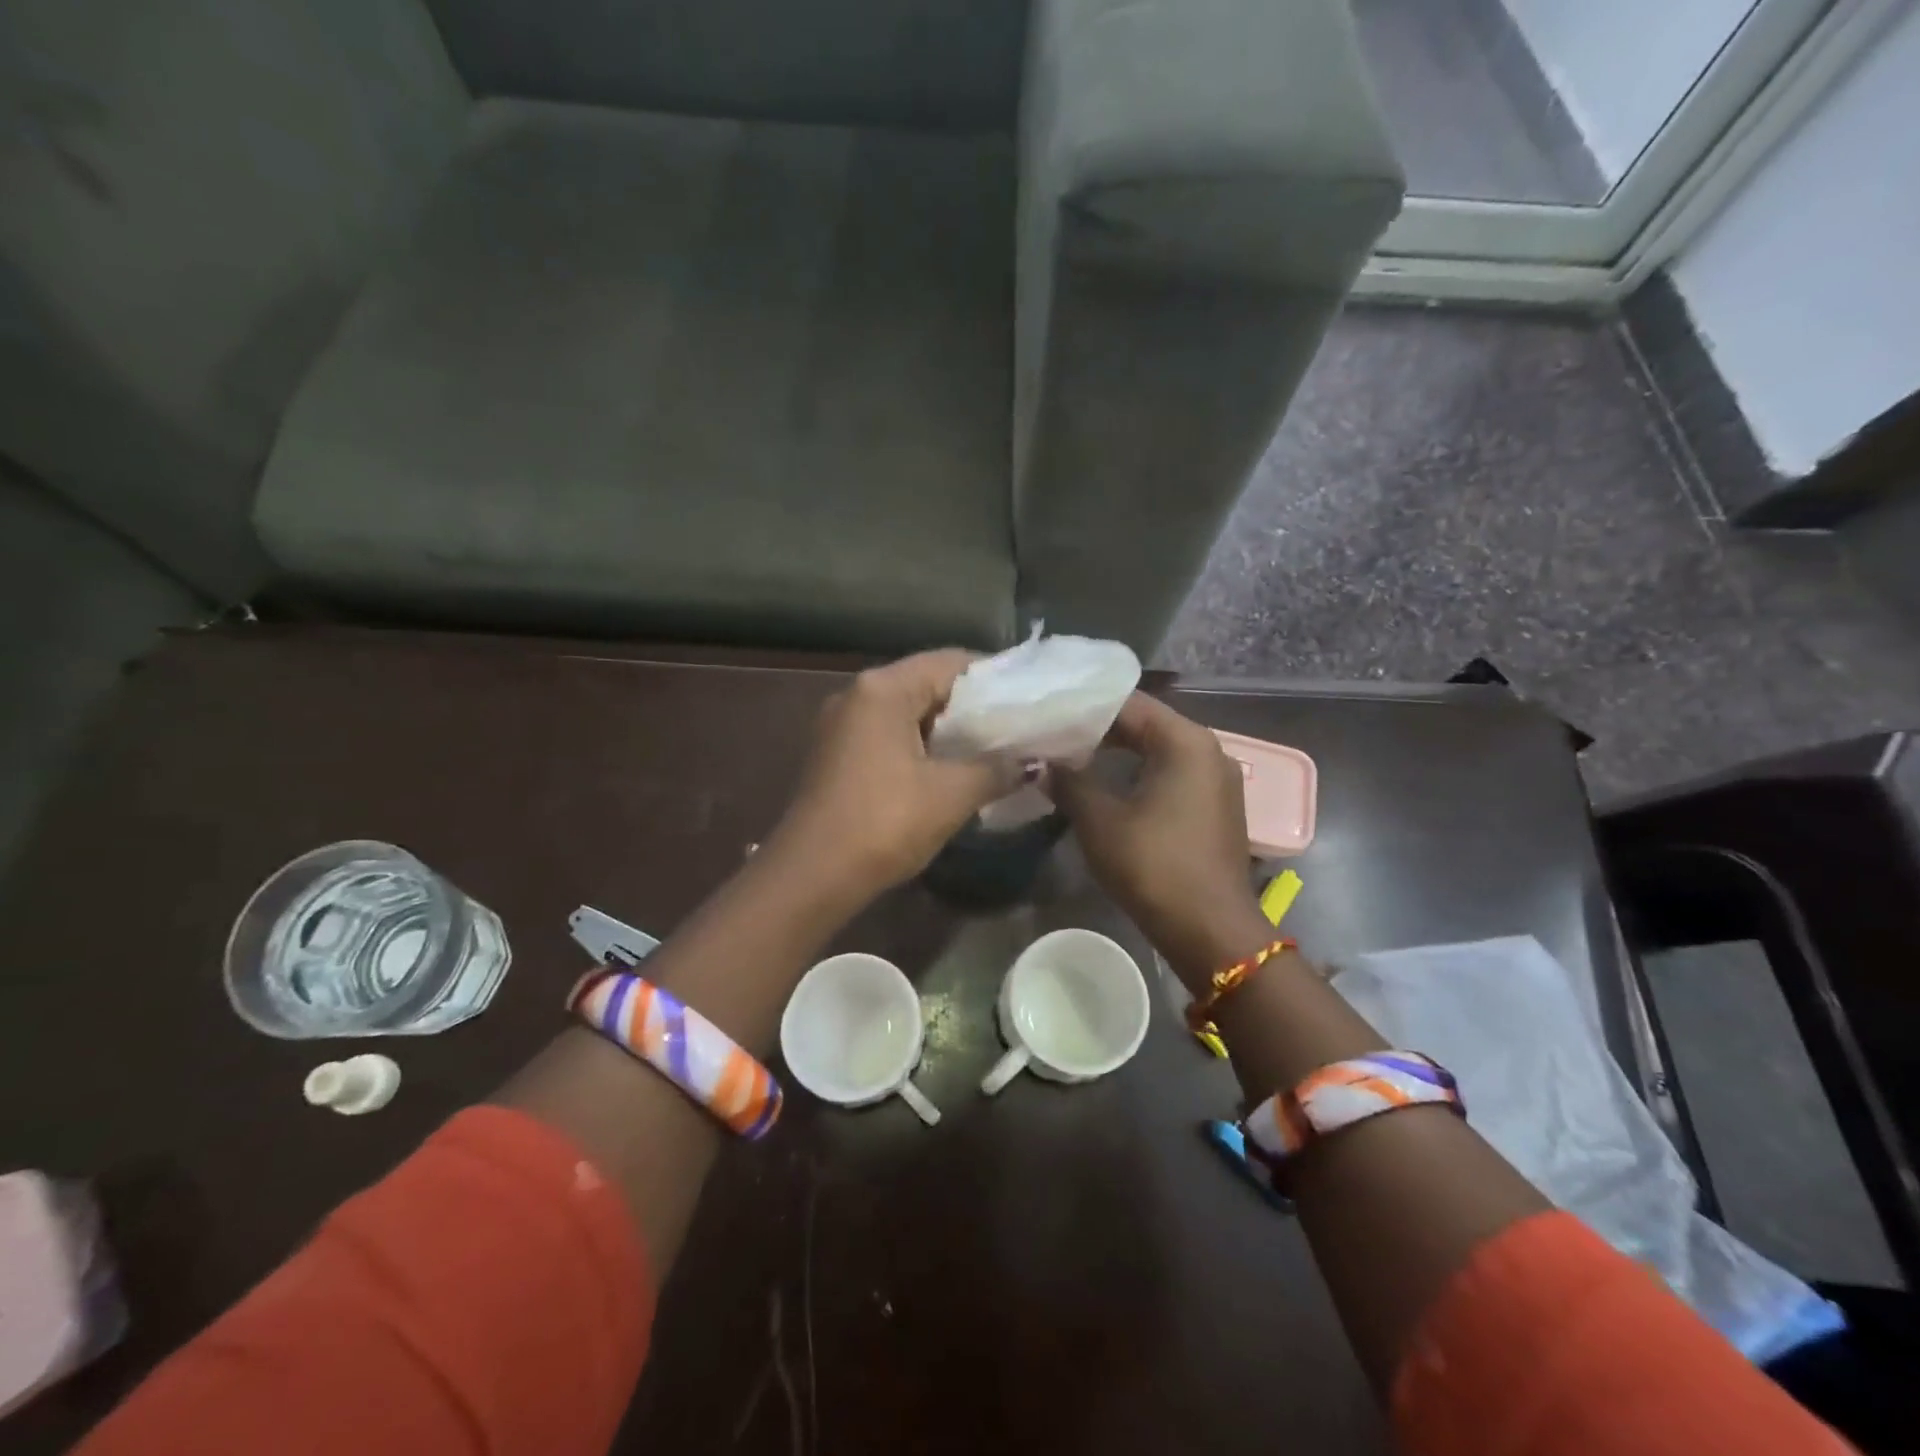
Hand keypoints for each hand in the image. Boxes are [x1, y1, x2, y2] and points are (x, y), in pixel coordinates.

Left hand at [767, 650, 1026, 900]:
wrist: (811, 877)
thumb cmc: (884, 823)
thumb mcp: (951, 795)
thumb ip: (996, 769)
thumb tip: (1031, 762)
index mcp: (882, 689)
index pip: (950, 662)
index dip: (994, 677)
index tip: (1028, 699)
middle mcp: (857, 695)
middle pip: (927, 684)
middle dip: (973, 706)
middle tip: (1016, 726)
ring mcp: (841, 725)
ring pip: (908, 713)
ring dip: (948, 730)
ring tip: (992, 750)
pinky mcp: (836, 755)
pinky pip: (889, 736)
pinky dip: (922, 746)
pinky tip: (949, 771)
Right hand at [1050, 693, 1268, 984]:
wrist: (1211, 931)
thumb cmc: (1154, 866)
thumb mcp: (1100, 821)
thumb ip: (1069, 782)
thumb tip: (1040, 763)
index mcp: (1185, 741)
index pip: (1129, 703)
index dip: (1086, 705)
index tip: (1049, 710)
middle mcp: (1208, 749)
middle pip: (1146, 723)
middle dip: (1099, 728)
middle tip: (1053, 732)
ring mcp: (1215, 779)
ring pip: (1158, 749)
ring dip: (1117, 752)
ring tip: (1071, 755)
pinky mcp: (1214, 806)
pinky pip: (1170, 773)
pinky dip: (1138, 772)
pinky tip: (1105, 784)